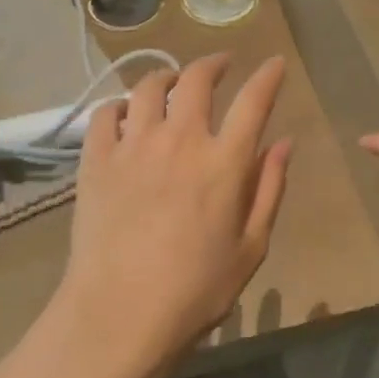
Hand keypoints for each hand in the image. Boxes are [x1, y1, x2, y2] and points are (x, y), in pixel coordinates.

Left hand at [53, 54, 291, 377]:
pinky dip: (120, 106)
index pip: (253, 102)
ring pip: (148, 88)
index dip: (267, 77)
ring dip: (166, 77)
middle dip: (213, 64)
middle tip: (221, 65)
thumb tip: (283, 143)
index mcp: (223, 163)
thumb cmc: (196, 291)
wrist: (119, 313)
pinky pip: (105, 114)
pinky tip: (126, 114)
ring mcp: (132, 147)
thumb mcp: (250, 248)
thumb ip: (269, 189)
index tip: (275, 64)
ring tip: (173, 82)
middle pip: (196, 80)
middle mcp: (178, 141)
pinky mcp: (95, 160)